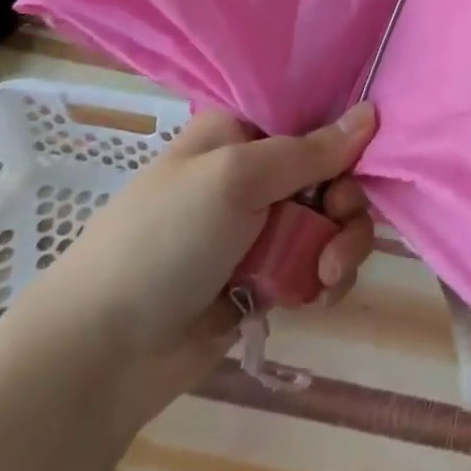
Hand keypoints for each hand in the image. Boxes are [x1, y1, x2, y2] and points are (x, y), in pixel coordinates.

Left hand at [15, 101, 378, 431]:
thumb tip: (372, 113)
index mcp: (242, 131)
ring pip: (332, 218)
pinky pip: (319, 262)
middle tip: (338, 224)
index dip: (346, 130)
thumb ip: (310, 150)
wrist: (98, 357)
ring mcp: (261, 226)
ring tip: (327, 274)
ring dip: (342, 243)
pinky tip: (319, 294)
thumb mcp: (237, 178)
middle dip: (346, 200)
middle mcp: (256, 171)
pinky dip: (328, 276)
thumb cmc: (165, 239)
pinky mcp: (267, 276)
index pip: (312, 112)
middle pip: (332, 169)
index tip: (367, 152)